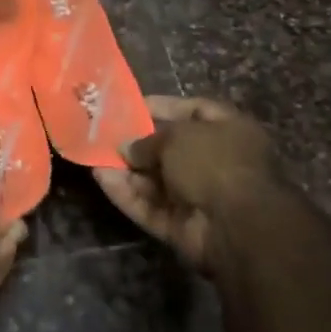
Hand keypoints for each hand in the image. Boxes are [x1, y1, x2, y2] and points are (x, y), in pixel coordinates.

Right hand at [93, 95, 285, 273]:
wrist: (237, 226)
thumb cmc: (213, 162)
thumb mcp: (177, 137)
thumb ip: (148, 139)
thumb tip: (126, 147)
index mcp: (228, 130)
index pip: (193, 110)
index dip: (162, 106)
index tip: (130, 104)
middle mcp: (216, 161)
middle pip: (170, 148)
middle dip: (138, 142)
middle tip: (104, 132)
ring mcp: (199, 196)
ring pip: (156, 180)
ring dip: (127, 169)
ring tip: (94, 155)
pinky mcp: (182, 226)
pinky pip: (150, 206)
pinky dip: (127, 194)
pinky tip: (100, 179)